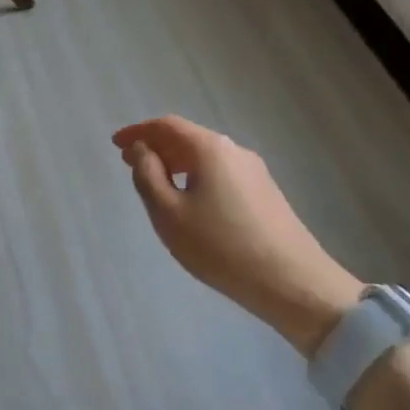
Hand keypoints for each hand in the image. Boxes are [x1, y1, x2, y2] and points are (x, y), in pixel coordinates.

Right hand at [112, 115, 362, 355]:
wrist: (294, 284)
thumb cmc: (221, 247)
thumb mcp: (169, 213)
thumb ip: (147, 175)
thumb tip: (141, 149)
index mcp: (210, 148)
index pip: (167, 125)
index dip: (138, 131)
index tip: (115, 144)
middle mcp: (234, 151)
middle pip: (188, 138)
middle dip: (156, 147)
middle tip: (130, 164)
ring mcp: (255, 171)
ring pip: (206, 157)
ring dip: (176, 163)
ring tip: (156, 185)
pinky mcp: (266, 193)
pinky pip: (221, 173)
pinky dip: (196, 176)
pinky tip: (190, 202)